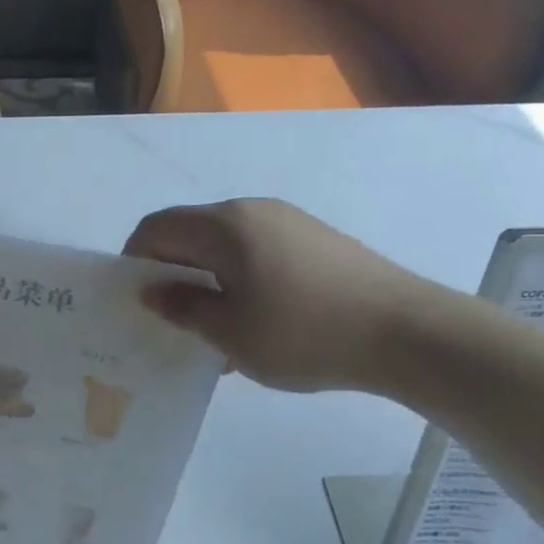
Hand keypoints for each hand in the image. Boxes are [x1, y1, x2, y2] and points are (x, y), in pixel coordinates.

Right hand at [123, 199, 444, 392]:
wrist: (408, 332)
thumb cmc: (305, 333)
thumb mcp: (231, 333)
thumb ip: (183, 308)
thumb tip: (152, 291)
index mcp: (224, 225)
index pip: (157, 227)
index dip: (135, 260)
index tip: (136, 301)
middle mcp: (252, 210)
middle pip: (190, 232)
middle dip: (171, 271)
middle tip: (172, 319)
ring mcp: (288, 221)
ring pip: (225, 244)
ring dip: (207, 278)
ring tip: (216, 327)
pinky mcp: (315, 239)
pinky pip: (257, 251)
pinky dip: (240, 278)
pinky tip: (256, 321)